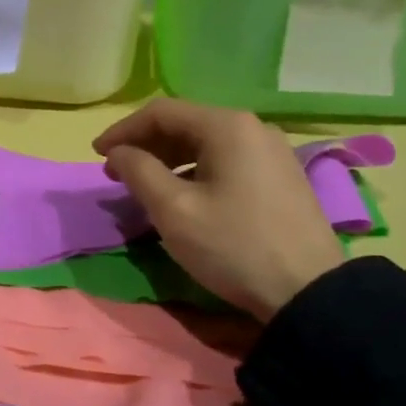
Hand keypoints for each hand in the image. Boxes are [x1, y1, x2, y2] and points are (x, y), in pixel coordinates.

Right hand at [94, 99, 343, 321]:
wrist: (308, 292)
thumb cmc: (234, 246)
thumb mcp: (175, 211)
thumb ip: (139, 172)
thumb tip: (119, 152)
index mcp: (227, 126)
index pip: (161, 112)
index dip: (123, 130)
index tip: (97, 155)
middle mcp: (253, 127)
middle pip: (186, 124)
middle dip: (146, 145)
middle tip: (116, 173)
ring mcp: (272, 151)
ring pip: (207, 143)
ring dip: (170, 159)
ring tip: (145, 185)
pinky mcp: (281, 176)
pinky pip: (228, 160)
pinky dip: (196, 170)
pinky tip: (184, 195)